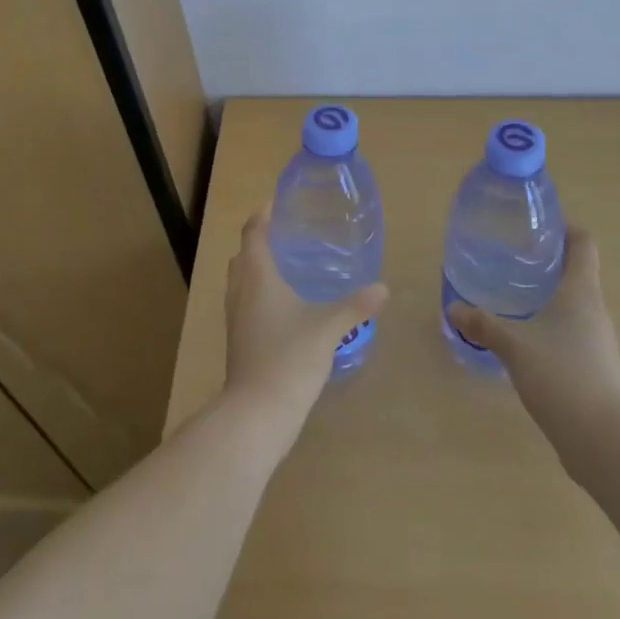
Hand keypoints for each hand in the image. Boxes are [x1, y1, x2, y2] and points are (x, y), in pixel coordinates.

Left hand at [223, 209, 388, 443]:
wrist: (256, 415)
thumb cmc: (289, 358)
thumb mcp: (328, 328)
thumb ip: (355, 306)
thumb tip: (383, 288)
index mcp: (257, 278)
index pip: (253, 234)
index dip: (262, 216)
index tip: (275, 203)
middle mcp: (240, 293)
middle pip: (243, 256)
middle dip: (259, 242)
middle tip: (285, 235)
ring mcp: (236, 320)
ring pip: (241, 282)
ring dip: (256, 269)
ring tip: (286, 267)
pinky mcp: (238, 342)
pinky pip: (245, 305)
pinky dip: (258, 295)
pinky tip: (283, 308)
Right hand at [446, 226, 619, 455]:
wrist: (601, 439)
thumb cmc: (559, 375)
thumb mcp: (513, 345)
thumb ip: (484, 325)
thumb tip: (453, 309)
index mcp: (581, 291)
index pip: (583, 244)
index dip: (566, 230)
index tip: (540, 228)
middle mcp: (596, 310)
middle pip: (579, 273)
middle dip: (551, 265)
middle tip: (516, 262)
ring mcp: (601, 341)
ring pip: (577, 306)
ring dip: (553, 299)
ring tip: (519, 301)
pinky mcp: (598, 369)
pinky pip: (576, 335)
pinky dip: (556, 330)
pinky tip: (531, 343)